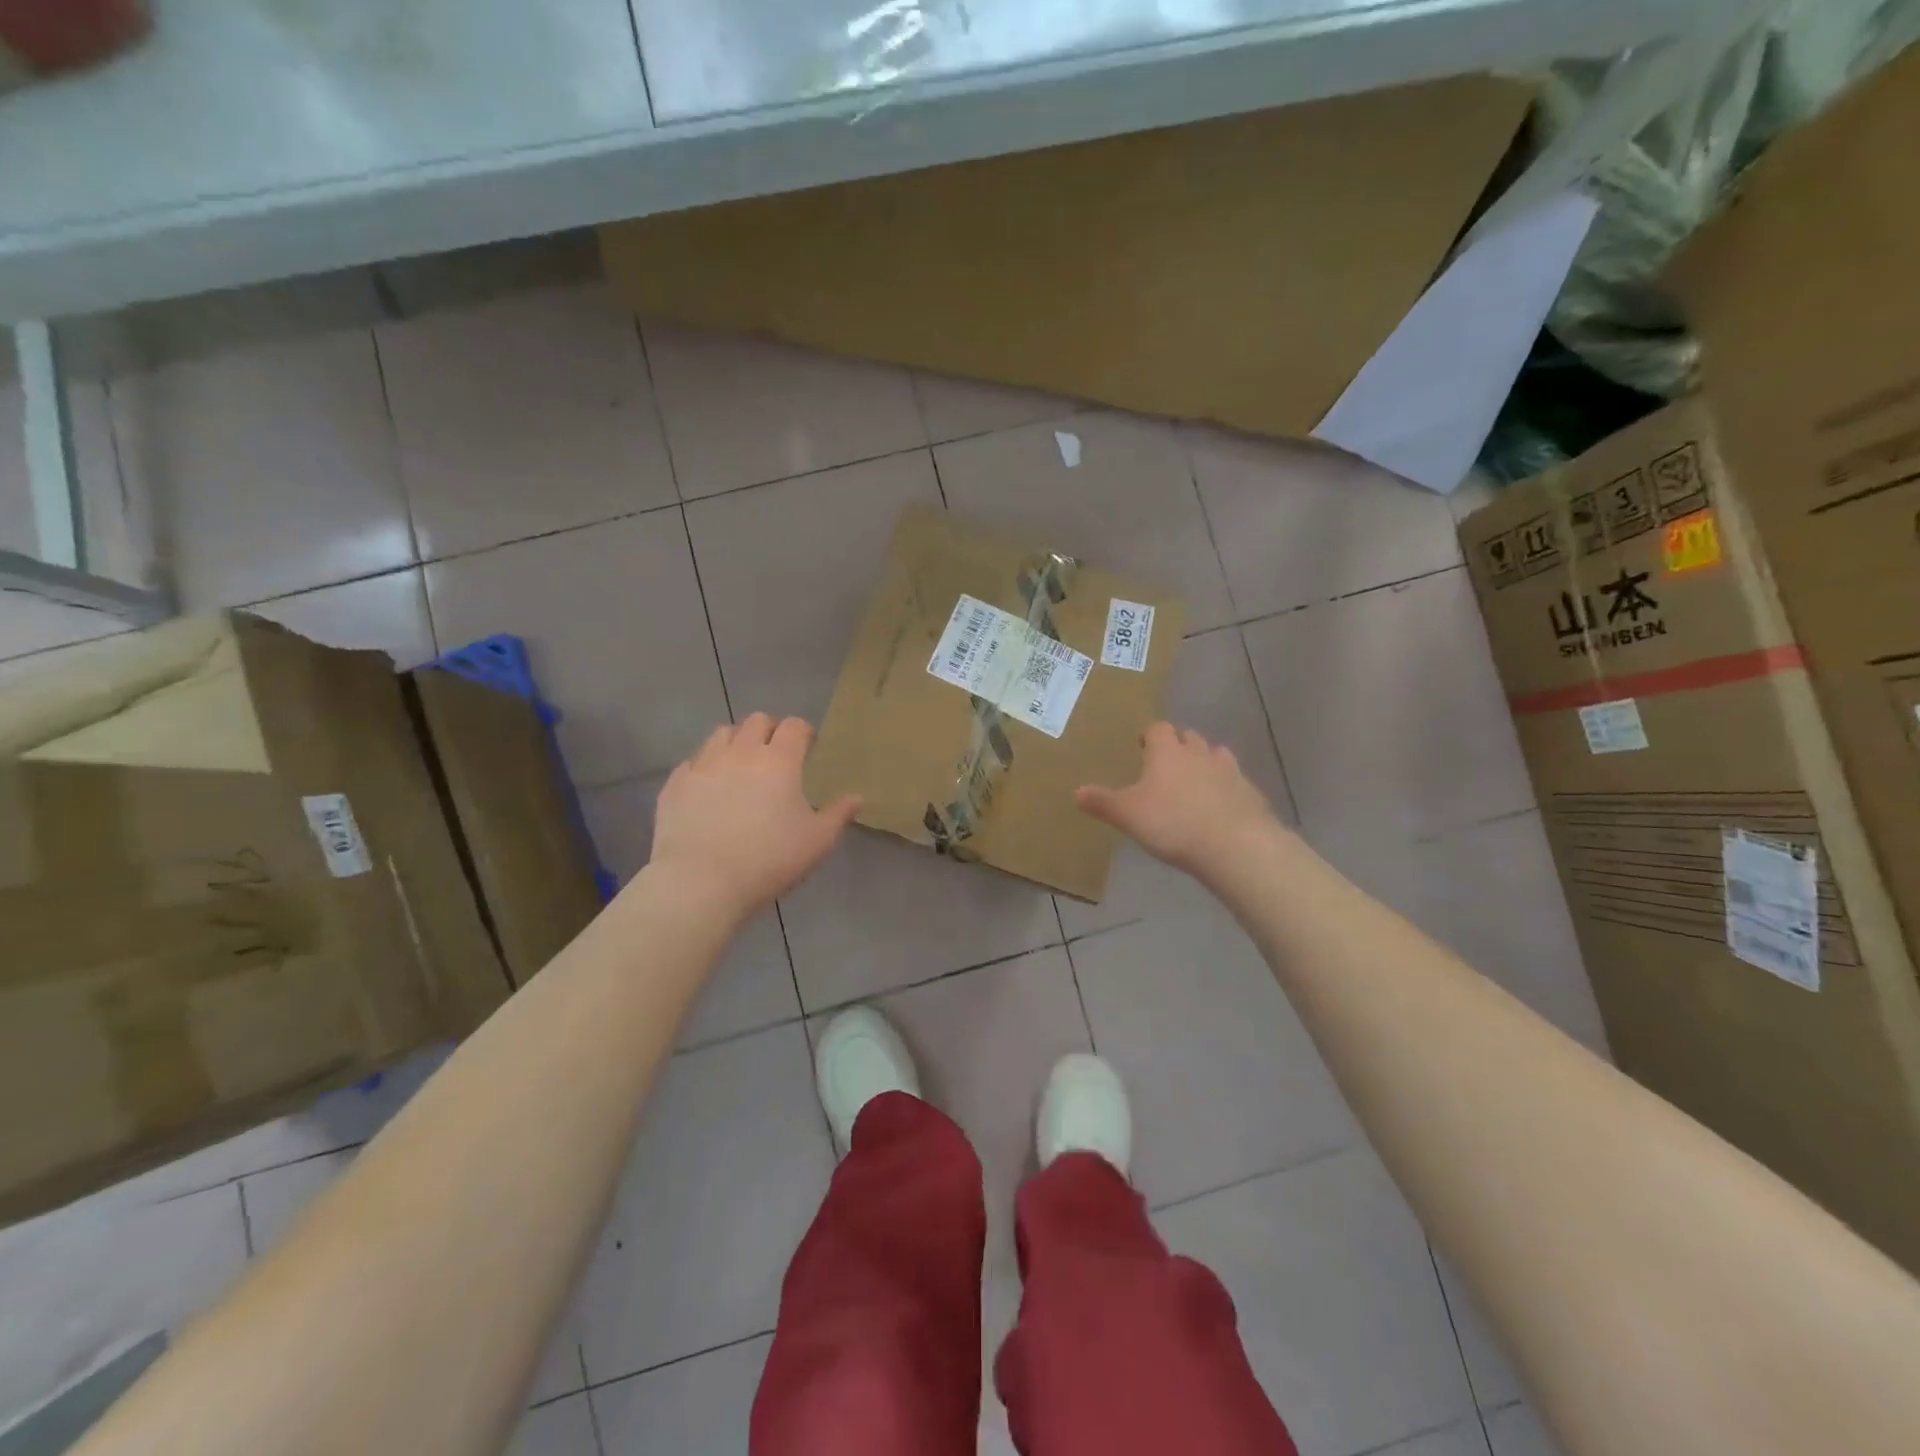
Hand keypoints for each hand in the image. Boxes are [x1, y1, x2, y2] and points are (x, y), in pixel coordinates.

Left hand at [648, 714, 859, 924]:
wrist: (701, 882)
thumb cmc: (769, 860)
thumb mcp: (817, 842)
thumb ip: (838, 815)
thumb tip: (856, 797)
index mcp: (779, 761)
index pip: (794, 726)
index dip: (804, 731)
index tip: (809, 746)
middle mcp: (741, 752)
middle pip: (756, 720)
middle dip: (770, 731)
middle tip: (776, 755)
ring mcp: (704, 765)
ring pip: (721, 734)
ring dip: (736, 742)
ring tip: (740, 766)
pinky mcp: (676, 784)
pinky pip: (692, 763)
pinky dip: (705, 768)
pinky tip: (709, 790)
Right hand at [1077, 722, 1282, 878]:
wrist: (1234, 845)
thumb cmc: (1172, 823)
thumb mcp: (1127, 815)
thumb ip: (1102, 802)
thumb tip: (1076, 791)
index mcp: (1167, 752)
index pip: (1158, 728)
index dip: (1149, 735)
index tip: (1143, 746)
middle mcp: (1199, 753)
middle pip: (1189, 737)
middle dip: (1178, 746)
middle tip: (1166, 765)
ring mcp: (1229, 771)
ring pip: (1215, 755)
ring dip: (1205, 762)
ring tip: (1195, 783)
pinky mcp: (1250, 792)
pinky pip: (1235, 782)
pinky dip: (1226, 788)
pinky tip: (1219, 807)